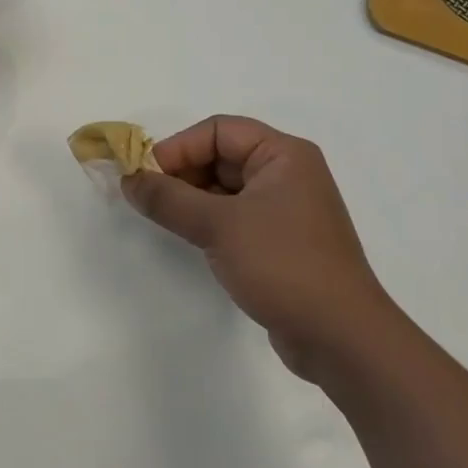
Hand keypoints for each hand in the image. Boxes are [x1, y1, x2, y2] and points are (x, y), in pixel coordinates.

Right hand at [123, 116, 393, 378]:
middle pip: (221, 156)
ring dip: (192, 198)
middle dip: (182, 173)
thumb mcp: (217, 225)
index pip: (219, 130)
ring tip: (163, 218)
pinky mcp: (281, 241)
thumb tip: (128, 179)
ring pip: (225, 188)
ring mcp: (286, 209)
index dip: (179, 147)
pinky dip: (208, 220)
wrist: (340, 337)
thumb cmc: (282, 264)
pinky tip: (190, 238)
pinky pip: (235, 215)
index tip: (145, 175)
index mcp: (284, 155)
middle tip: (148, 199)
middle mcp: (288, 174)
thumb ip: (167, 198)